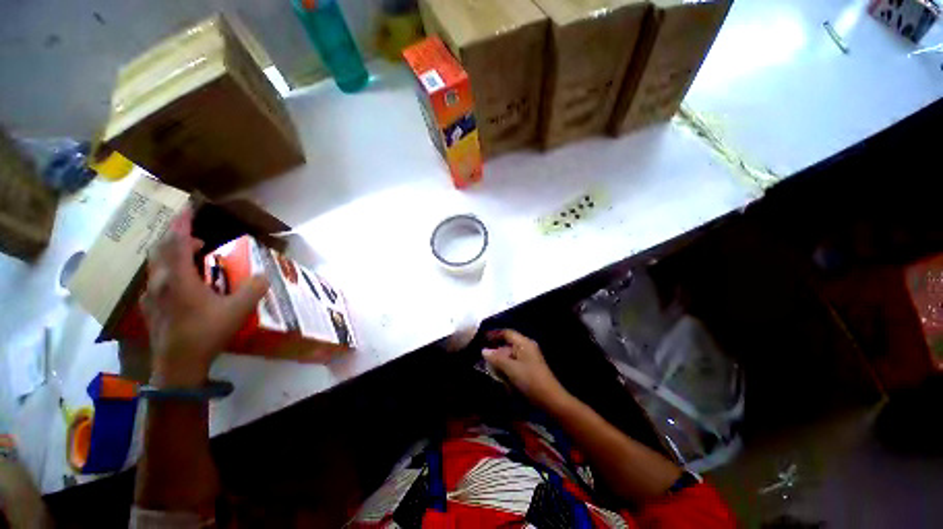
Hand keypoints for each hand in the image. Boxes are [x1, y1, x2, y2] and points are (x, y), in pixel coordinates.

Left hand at [141, 207, 267, 387]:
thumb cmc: (206, 333)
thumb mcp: (238, 310)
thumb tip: (263, 276)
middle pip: (161, 248)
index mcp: (178, 278)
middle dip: (177, 235)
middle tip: (198, 234)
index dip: (183, 222)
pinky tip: (183, 281)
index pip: (177, 241)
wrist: (177, 365)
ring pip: (157, 263)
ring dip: (174, 252)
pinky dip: (169, 269)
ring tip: (195, 253)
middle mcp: (160, 281)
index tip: (187, 206)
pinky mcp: (151, 307)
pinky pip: (158, 278)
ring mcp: (152, 295)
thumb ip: (253, 289)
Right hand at [483, 330, 569, 410]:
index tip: (481, 339)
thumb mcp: (511, 368)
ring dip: (499, 360)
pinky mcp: (529, 368)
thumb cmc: (530, 380)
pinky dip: (506, 367)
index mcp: (524, 343)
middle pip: (507, 344)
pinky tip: (499, 375)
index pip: (507, 333)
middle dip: (495, 350)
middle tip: (482, 356)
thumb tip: (484, 350)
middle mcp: (526, 347)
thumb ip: (496, 358)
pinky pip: (514, 363)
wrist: (550, 400)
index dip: (494, 334)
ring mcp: (528, 358)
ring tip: (488, 367)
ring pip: (510, 354)